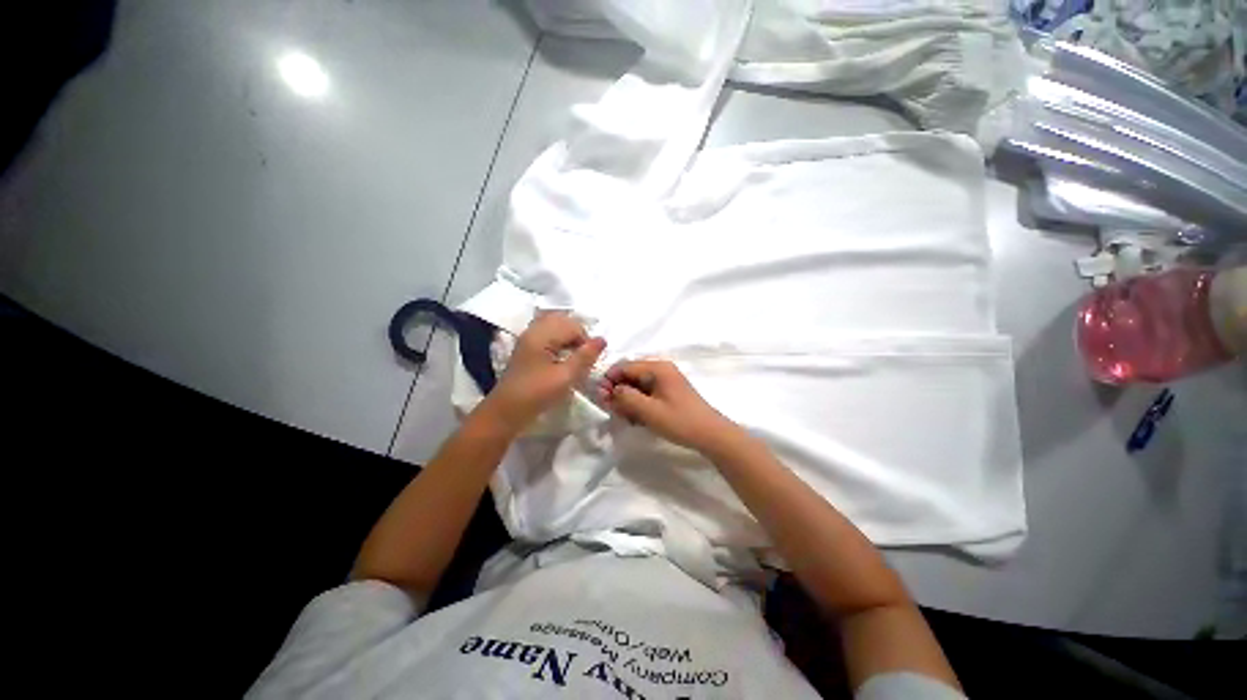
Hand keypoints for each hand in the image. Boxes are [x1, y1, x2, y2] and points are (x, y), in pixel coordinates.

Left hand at [481, 312, 605, 431]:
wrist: (506, 412)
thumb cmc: (537, 394)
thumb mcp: (565, 377)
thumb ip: (585, 357)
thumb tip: (602, 340)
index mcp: (541, 335)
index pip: (572, 325)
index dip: (586, 340)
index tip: (589, 360)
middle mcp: (533, 331)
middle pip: (563, 320)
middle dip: (578, 335)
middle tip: (584, 356)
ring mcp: (528, 339)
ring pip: (555, 326)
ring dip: (569, 337)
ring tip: (575, 356)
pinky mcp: (527, 348)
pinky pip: (547, 334)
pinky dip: (559, 341)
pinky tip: (562, 357)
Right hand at [598, 360, 739, 453]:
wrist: (711, 435)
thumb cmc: (680, 421)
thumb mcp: (648, 411)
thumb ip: (625, 398)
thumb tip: (609, 390)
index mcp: (657, 368)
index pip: (624, 367)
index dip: (609, 380)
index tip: (601, 398)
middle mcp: (661, 369)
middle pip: (630, 375)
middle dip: (619, 392)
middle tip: (613, 411)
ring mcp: (666, 381)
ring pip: (638, 385)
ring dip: (628, 400)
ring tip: (626, 418)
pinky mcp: (669, 392)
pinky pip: (647, 393)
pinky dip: (639, 404)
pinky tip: (637, 419)